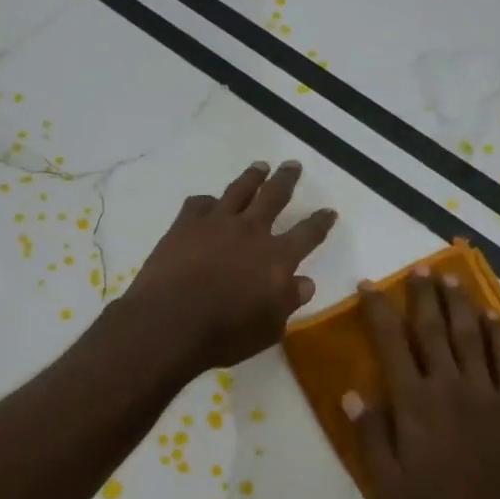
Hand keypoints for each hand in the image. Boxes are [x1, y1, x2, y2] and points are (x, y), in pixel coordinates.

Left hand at [121, 160, 336, 373]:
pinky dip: (207, 201)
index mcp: (277, 258)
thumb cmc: (225, 333)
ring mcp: (216, 223)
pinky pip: (200, 203)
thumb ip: (288, 302)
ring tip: (260, 166)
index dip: (320, 222)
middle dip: (286, 180)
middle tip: (293, 165)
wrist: (170, 321)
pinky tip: (208, 202)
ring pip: (239, 190)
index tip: (329, 211)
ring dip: (252, 177)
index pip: (308, 234)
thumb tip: (305, 282)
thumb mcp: (269, 328)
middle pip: (274, 196)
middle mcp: (251, 231)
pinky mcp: (185, 224)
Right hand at [345, 268, 499, 498]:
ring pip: (470, 336)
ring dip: (458, 305)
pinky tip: (493, 316)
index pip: (391, 344)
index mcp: (414, 404)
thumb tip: (352, 393)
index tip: (369, 285)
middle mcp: (449, 386)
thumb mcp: (390, 486)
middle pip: (432, 330)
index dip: (379, 311)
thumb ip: (371, 437)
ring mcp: (488, 392)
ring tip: (450, 278)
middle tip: (418, 268)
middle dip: (422, 296)